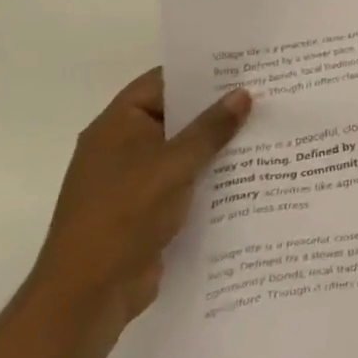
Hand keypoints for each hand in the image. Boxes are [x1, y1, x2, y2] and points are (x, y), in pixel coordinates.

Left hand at [27, 69, 251, 337]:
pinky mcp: (149, 208)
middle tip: (267, 92)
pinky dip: (212, 173)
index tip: (243, 63)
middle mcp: (124, 146)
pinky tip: (251, 170)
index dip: (200, 70)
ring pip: (185, 149)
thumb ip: (211, 129)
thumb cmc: (124, 215)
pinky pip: (186, 179)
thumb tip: (243, 93)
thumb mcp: (174, 165)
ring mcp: (135, 179)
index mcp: (118, 126)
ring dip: (219, 143)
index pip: (162, 82)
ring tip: (268, 127)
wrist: (89, 294)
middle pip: (176, 114)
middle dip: (218, 107)